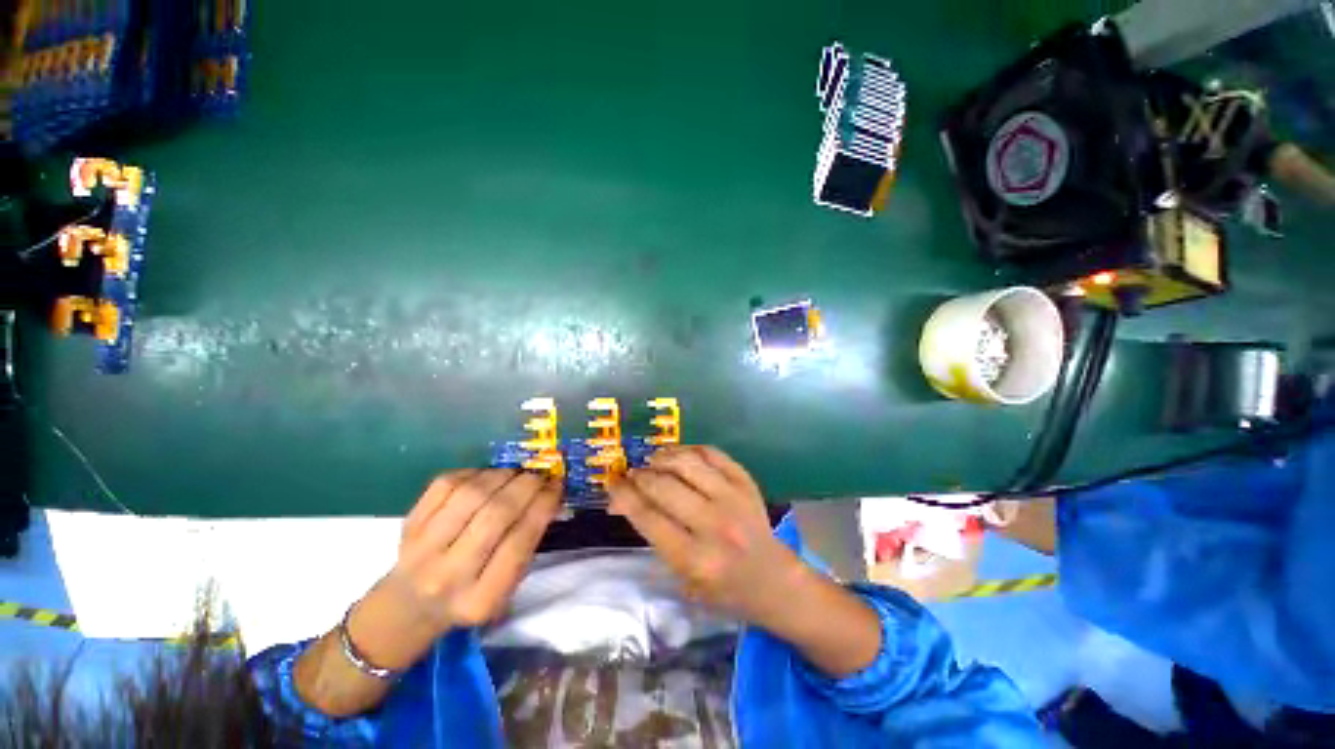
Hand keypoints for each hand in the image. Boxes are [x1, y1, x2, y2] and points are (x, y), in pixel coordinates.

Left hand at [385, 469, 561, 634]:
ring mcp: (423, 548)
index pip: (519, 543)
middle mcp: (448, 575)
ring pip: (471, 494)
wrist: (408, 606)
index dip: (543, 506)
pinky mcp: (410, 524)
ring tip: (516, 474)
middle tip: (540, 475)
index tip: (557, 486)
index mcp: (481, 599)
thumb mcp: (505, 588)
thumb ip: (526, 545)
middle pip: (495, 514)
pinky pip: (446, 484)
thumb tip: (549, 495)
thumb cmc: (469, 596)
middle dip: (526, 486)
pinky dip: (474, 473)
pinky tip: (488, 476)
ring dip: (502, 475)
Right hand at [607, 446, 802, 627]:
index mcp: (695, 558)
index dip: (623, 495)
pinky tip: (679, 454)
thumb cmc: (723, 589)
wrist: (774, 580)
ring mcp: (734, 498)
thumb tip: (622, 502)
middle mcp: (714, 525)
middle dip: (640, 476)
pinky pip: (712, 453)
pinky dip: (690, 449)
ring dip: (663, 457)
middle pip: (664, 486)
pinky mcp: (746, 482)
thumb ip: (653, 536)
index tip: (611, 482)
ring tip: (653, 460)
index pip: (648, 517)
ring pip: (687, 463)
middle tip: (632, 474)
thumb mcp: (682, 577)